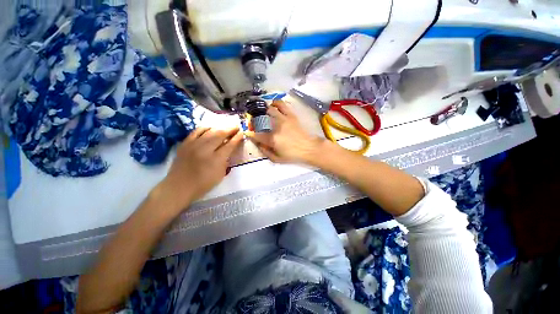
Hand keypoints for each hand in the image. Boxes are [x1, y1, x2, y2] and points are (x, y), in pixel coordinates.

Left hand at [156, 127, 242, 212]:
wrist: (179, 187)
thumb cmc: (203, 184)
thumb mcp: (220, 174)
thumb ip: (225, 160)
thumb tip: (228, 150)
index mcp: (216, 159)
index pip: (230, 145)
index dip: (237, 138)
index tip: (241, 133)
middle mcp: (206, 149)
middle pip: (220, 135)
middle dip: (230, 129)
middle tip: (236, 126)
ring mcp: (194, 145)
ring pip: (209, 131)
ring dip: (220, 128)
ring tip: (226, 127)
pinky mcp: (185, 143)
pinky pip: (196, 131)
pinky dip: (205, 128)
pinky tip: (210, 128)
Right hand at [246, 101, 325, 163]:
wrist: (309, 148)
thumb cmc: (293, 155)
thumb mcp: (277, 159)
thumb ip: (265, 152)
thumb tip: (258, 144)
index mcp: (272, 139)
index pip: (256, 134)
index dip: (250, 133)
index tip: (249, 133)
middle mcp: (276, 127)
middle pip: (261, 119)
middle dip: (255, 121)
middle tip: (256, 123)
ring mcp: (284, 119)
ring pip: (270, 109)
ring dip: (264, 110)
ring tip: (263, 113)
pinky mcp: (291, 115)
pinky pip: (282, 105)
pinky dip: (276, 103)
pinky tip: (273, 104)